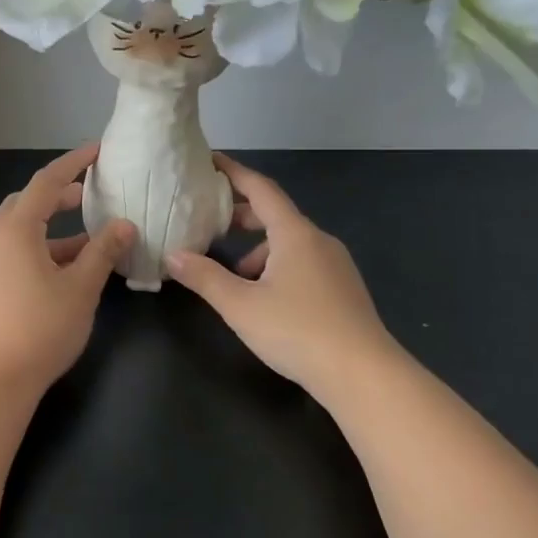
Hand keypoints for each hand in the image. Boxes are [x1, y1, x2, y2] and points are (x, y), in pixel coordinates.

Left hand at [0, 146, 136, 396]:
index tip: (97, 151)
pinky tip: (63, 268)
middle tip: (89, 194)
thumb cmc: (39, 329)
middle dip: (58, 195)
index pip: (46, 182)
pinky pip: (11, 250)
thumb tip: (124, 224)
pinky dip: (38, 248)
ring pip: (18, 229)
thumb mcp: (80, 289)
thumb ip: (103, 252)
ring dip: (50, 226)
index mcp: (15, 229)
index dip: (74, 163)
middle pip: (27, 202)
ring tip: (86, 237)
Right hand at [166, 155, 402, 405]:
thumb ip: (204, 278)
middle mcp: (318, 241)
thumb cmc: (298, 331)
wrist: (364, 376)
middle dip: (241, 215)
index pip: (261, 189)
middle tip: (209, 221)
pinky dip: (277, 266)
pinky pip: (303, 262)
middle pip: (275, 215)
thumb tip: (173, 256)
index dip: (234, 172)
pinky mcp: (343, 289)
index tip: (210, 160)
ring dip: (257, 248)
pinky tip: (264, 298)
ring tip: (231, 273)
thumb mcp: (240, 305)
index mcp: (295, 234)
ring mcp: (336, 265)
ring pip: (289, 243)